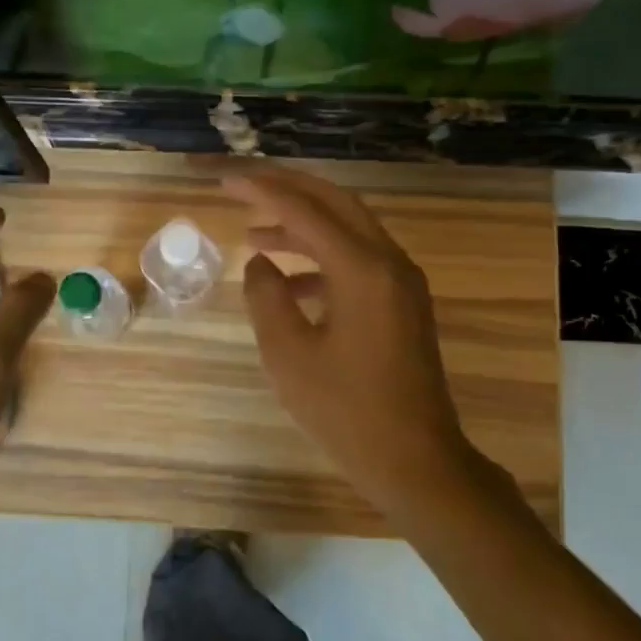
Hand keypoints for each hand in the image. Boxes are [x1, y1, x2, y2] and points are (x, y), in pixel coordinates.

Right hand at [226, 167, 492, 511]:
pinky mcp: (402, 305)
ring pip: (348, 232)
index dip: (262, 190)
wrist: (415, 460)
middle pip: (336, 204)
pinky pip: (358, 263)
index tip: (225, 180)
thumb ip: (267, 297)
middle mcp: (389, 262)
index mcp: (362, 269)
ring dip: (303, 227)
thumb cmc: (346, 410)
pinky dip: (322, 260)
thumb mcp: (289, 354)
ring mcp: (401, 283)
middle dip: (289, 189)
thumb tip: (260, 263)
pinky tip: (289, 283)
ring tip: (255, 237)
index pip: (305, 210)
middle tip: (246, 186)